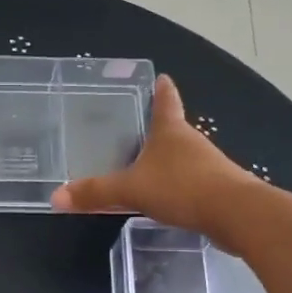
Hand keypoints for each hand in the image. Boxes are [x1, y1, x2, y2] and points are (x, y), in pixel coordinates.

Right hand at [52, 75, 257, 241]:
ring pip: (186, 157)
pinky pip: (195, 182)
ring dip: (172, 160)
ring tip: (153, 167)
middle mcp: (193, 142)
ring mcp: (210, 165)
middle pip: (176, 130)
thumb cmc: (181, 188)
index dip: (162, 91)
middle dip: (162, 129)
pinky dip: (182, 185)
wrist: (236, 214)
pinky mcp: (220, 189)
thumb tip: (55, 198)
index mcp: (171, 132)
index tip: (163, 78)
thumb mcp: (131, 190)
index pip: (166, 102)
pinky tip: (172, 198)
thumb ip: (96, 193)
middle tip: (143, 129)